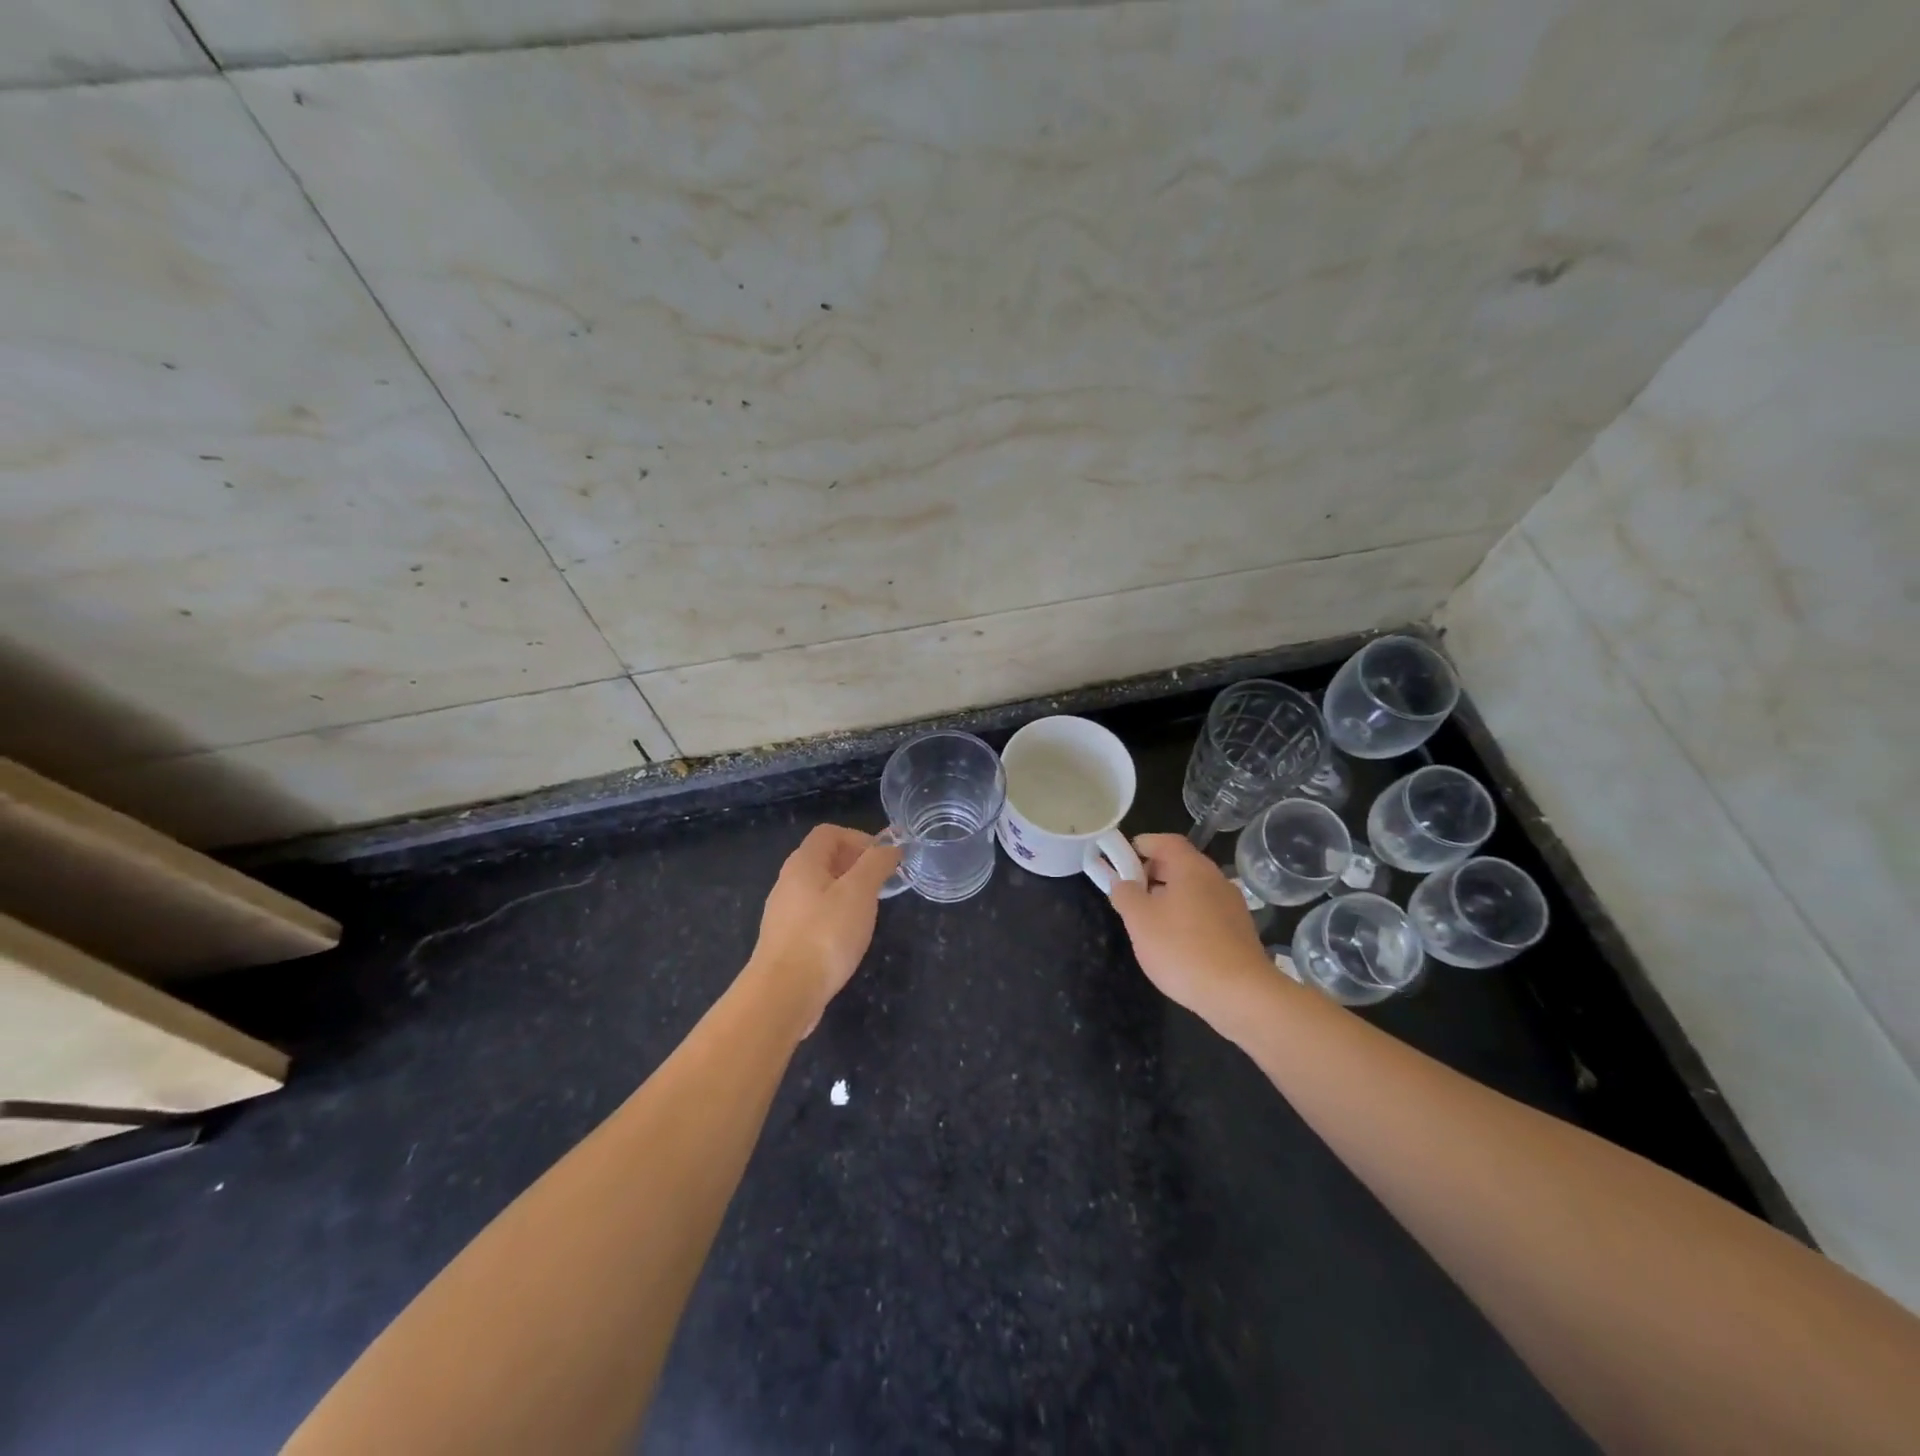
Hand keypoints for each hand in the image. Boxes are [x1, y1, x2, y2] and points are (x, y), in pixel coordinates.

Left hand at [751, 824, 900, 1033]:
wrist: (783, 994)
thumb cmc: (824, 935)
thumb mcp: (859, 893)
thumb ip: (876, 864)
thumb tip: (890, 847)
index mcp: (803, 864)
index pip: (829, 833)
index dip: (859, 838)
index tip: (883, 859)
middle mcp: (788, 882)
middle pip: (823, 859)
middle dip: (856, 865)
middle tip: (881, 884)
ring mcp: (784, 913)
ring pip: (820, 889)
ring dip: (847, 892)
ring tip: (869, 911)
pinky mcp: (786, 940)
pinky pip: (814, 915)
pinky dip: (835, 916)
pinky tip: (848, 938)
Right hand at [1108, 833, 1271, 1019]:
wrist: (1240, 994)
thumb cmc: (1183, 949)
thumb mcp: (1139, 920)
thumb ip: (1125, 894)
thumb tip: (1122, 882)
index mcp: (1191, 868)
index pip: (1165, 841)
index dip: (1141, 845)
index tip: (1120, 860)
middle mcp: (1215, 879)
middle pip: (1179, 864)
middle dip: (1151, 873)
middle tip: (1129, 893)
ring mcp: (1231, 905)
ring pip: (1193, 890)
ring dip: (1168, 897)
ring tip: (1148, 922)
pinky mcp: (1239, 931)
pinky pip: (1206, 912)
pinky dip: (1186, 917)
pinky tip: (1175, 944)